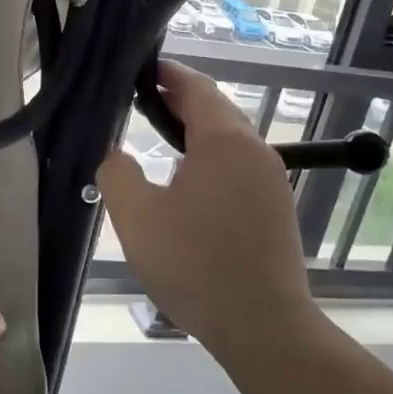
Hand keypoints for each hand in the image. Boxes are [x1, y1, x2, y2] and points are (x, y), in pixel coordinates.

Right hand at [98, 61, 312, 355]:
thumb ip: (117, 174)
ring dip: (196, 130)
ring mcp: (272, 180)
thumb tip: (116, 154)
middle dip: (180, 100)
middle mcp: (255, 151)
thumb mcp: (137, 217)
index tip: (142, 68)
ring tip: (159, 136)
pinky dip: (211, 157)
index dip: (168, 73)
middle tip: (142, 99)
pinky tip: (188, 180)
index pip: (196, 88)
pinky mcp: (276, 207)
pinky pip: (239, 165)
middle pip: (217, 110)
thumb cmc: (195, 264)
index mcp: (224, 141)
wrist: (263, 325)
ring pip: (230, 139)